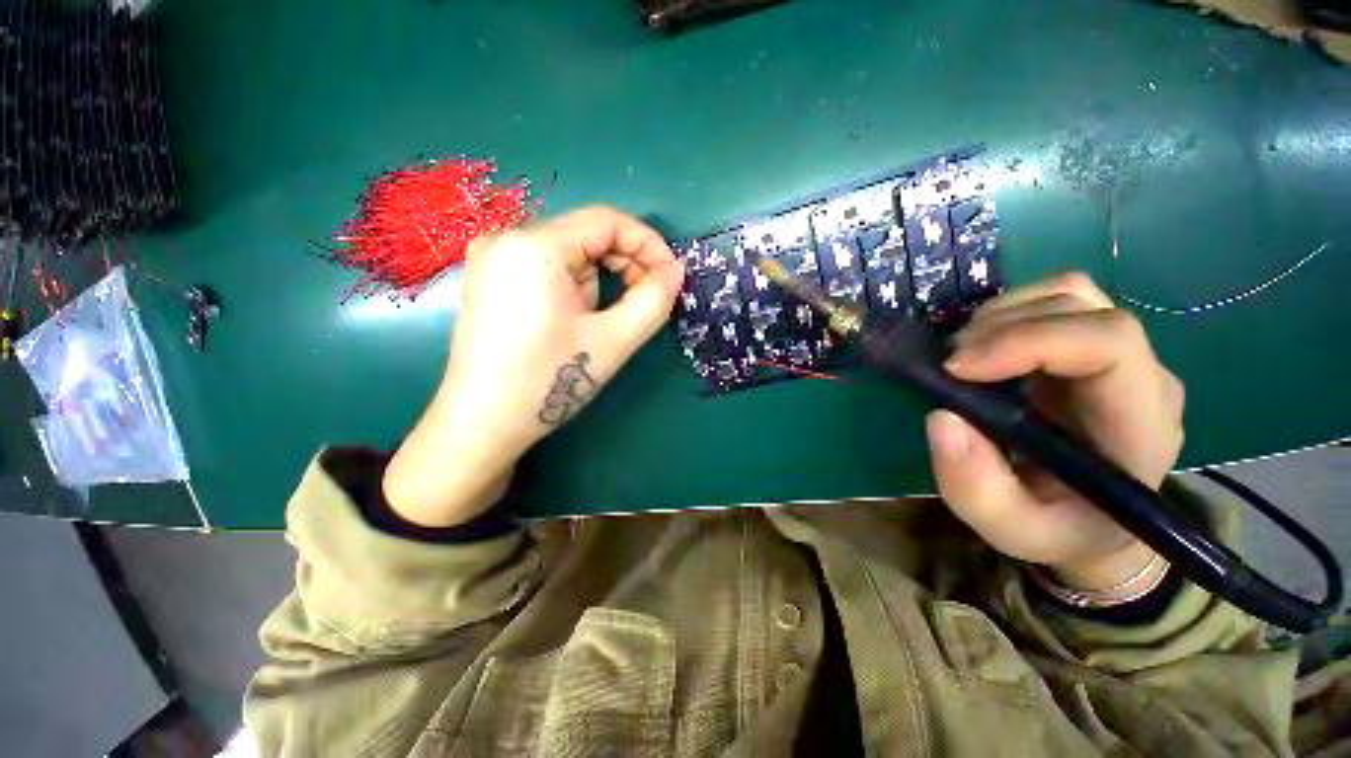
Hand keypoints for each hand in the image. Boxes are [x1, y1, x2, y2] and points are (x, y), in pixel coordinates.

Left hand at [384, 207, 684, 526]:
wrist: (482, 423)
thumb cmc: (549, 381)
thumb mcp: (613, 340)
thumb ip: (653, 300)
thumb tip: (676, 272)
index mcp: (535, 246)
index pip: (608, 221)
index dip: (648, 245)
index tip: (670, 277)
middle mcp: (507, 239)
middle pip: (588, 235)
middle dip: (625, 265)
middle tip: (646, 301)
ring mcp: (494, 259)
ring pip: (571, 254)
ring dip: (600, 281)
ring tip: (603, 323)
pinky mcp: (491, 280)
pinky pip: (549, 268)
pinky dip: (576, 286)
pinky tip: (577, 320)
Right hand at [925, 273, 1185, 591]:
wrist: (1095, 526)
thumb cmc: (1059, 530)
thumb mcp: (1011, 530)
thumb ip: (976, 488)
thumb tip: (941, 419)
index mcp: (1141, 425)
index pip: (1109, 343)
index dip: (1028, 340)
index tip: (957, 368)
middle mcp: (1142, 376)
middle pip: (1083, 306)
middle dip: (1002, 326)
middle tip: (949, 365)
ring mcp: (1121, 356)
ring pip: (1068, 292)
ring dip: (1001, 315)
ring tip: (963, 356)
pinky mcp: (1091, 348)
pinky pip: (1053, 303)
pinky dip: (1005, 315)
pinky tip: (981, 350)